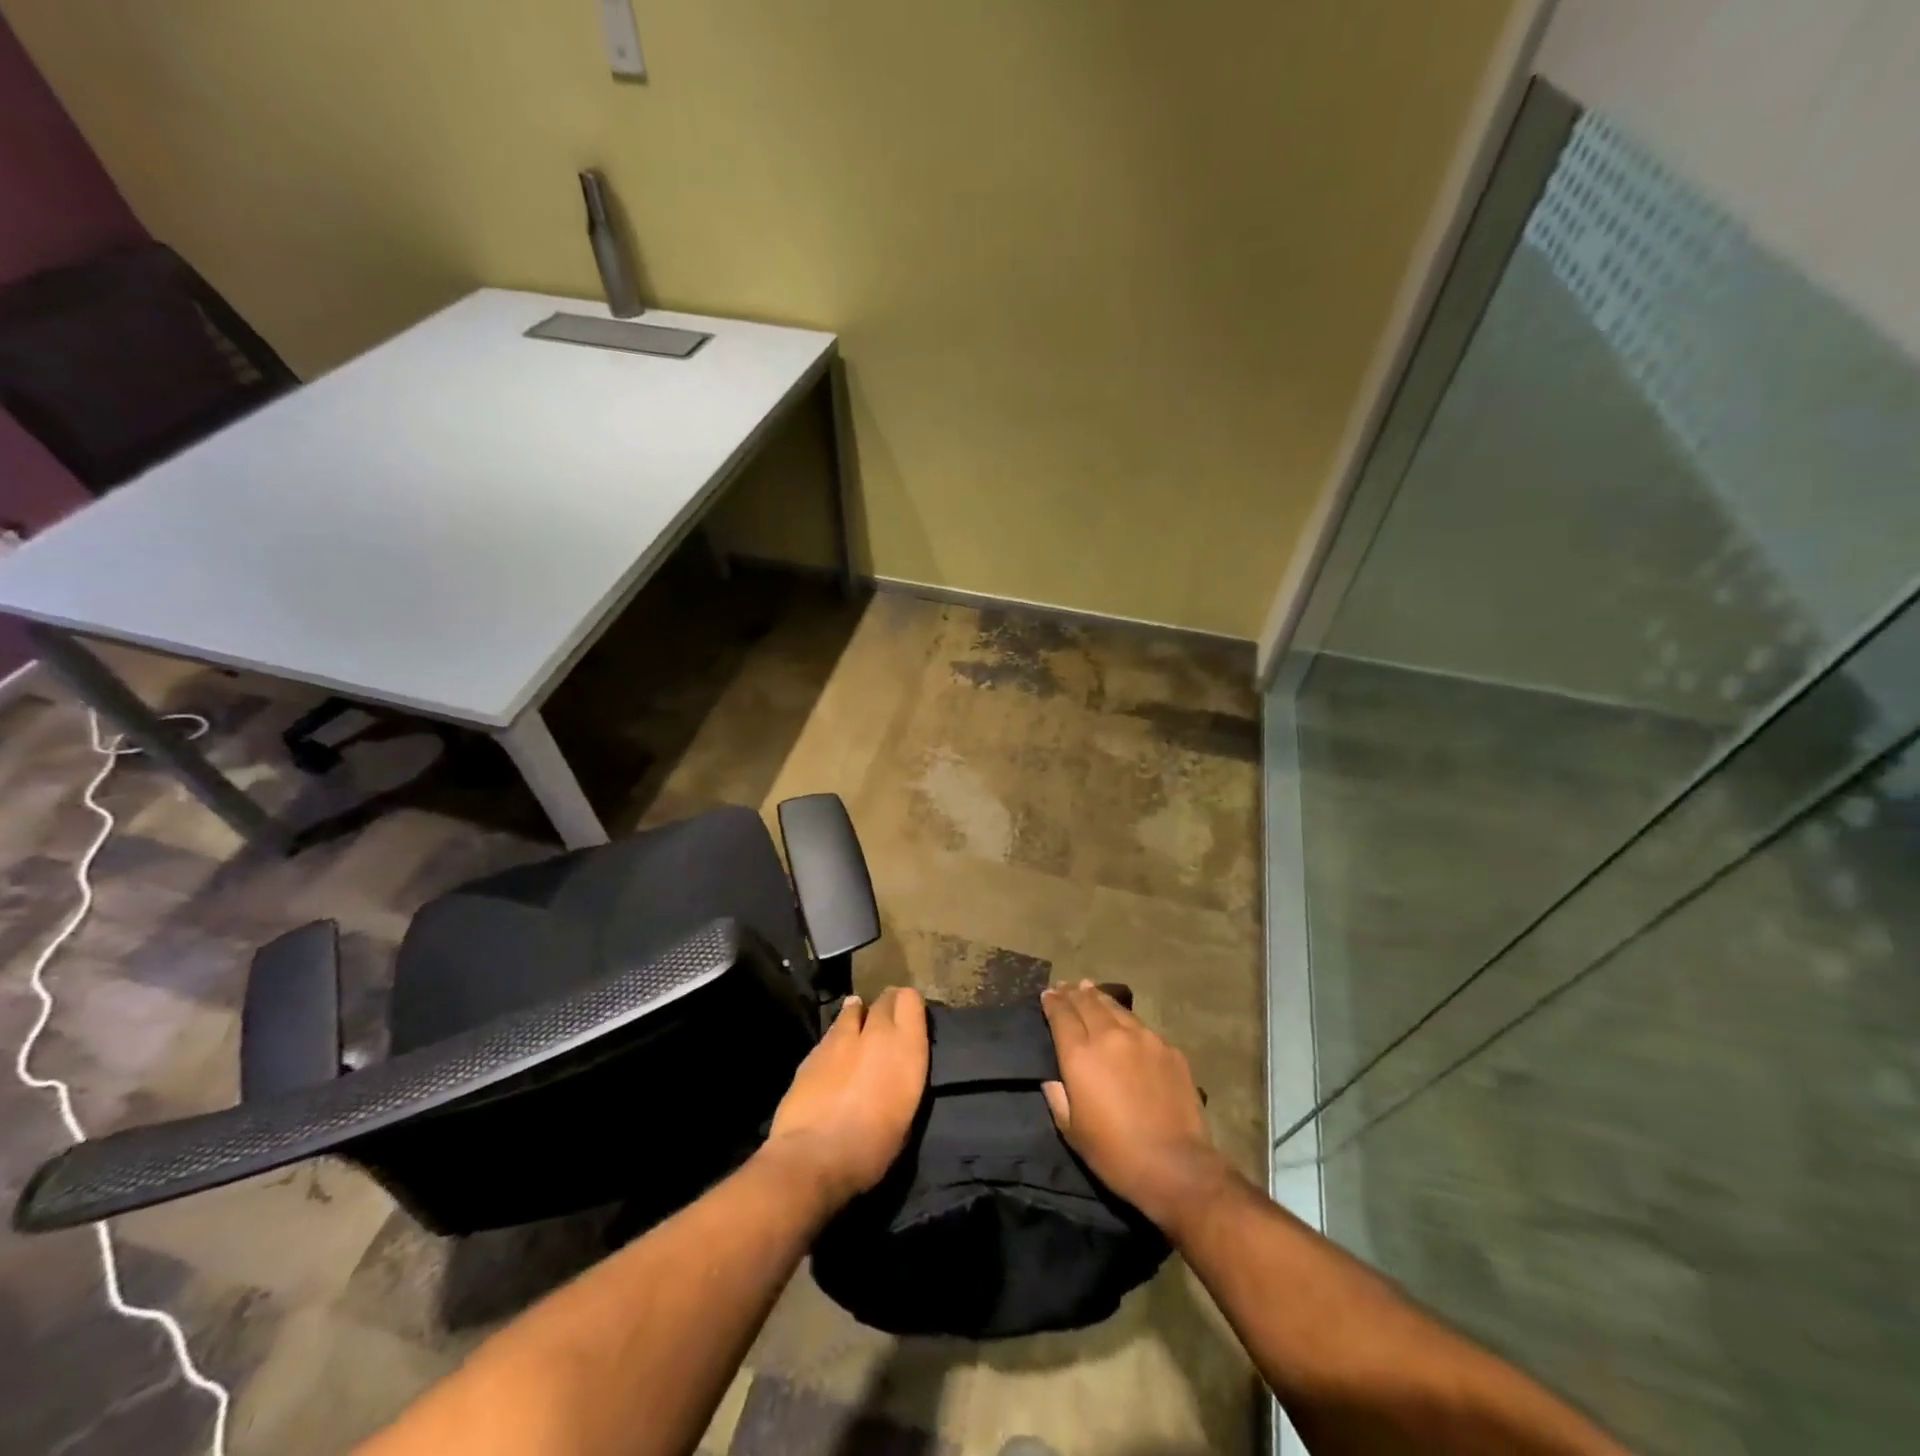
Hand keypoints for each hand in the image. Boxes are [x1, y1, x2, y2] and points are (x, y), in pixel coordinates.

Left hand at [762, 987, 927, 1211]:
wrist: (814, 1157)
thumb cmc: (872, 1147)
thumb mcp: (906, 1113)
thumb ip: (903, 1075)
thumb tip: (896, 1067)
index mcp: (906, 1047)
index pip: (911, 999)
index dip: (909, 1005)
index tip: (908, 1017)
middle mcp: (876, 1033)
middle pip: (884, 999)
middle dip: (886, 1006)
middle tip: (885, 1023)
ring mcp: (841, 1038)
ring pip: (853, 1009)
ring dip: (858, 1015)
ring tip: (857, 1027)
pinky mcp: (814, 1050)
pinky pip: (831, 1032)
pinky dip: (836, 1037)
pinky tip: (834, 1053)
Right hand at [1041, 981, 1232, 1239]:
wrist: (1174, 1165)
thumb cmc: (1113, 1153)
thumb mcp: (1070, 1129)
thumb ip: (1057, 1095)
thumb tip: (1053, 1078)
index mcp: (1080, 1054)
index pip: (1061, 1014)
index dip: (1052, 1002)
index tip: (1047, 994)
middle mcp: (1110, 1035)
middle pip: (1087, 1002)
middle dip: (1074, 993)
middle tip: (1067, 986)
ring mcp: (1143, 1038)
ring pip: (1116, 1008)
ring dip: (1099, 998)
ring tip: (1091, 991)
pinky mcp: (1169, 1049)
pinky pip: (1141, 1026)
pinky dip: (1126, 1020)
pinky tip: (1126, 1024)